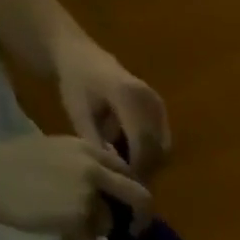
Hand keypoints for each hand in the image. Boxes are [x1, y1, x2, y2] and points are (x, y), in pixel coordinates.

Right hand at [0, 135, 149, 239]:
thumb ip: (84, 167)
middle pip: (139, 197)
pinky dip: (76, 238)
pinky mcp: (79, 215)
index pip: (127, 172)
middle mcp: (94, 168)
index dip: (132, 192)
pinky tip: (51, 228)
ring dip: (92, 229)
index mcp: (87, 148)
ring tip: (60, 223)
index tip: (129, 207)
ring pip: (109, 223)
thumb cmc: (6, 163)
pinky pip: (90, 237)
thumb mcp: (52, 152)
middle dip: (142, 218)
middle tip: (135, 230)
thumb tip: (111, 191)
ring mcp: (89, 193)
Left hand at [53, 39, 169, 187]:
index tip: (126, 183)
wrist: (82, 56)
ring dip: (150, 162)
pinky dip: (152, 153)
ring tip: (129, 167)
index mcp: (128, 96)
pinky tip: (134, 155)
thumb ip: (95, 141)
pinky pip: (163, 142)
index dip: (137, 166)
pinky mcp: (163, 111)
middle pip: (158, 148)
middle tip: (129, 182)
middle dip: (146, 168)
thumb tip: (114, 171)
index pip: (142, 142)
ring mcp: (160, 105)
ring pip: (164, 148)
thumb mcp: (77, 112)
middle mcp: (151, 100)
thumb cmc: (75, 83)